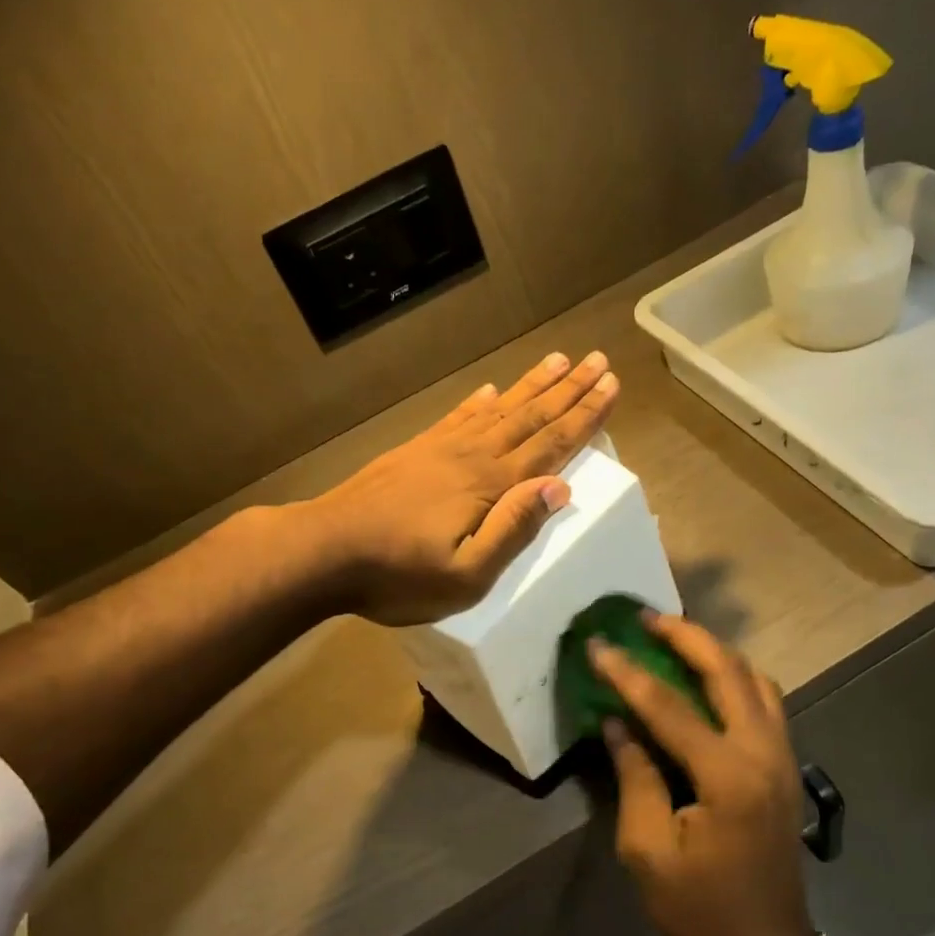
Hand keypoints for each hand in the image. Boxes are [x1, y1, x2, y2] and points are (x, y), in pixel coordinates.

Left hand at [309, 350, 618, 626]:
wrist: (324, 550)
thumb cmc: (397, 575)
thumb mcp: (465, 575)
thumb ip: (513, 530)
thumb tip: (559, 487)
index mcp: (491, 486)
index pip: (550, 445)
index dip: (584, 416)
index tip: (611, 385)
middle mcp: (472, 457)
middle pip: (530, 417)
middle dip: (568, 390)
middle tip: (598, 359)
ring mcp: (440, 449)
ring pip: (498, 409)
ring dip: (531, 386)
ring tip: (558, 360)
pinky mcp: (414, 452)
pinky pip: (456, 418)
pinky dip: (477, 402)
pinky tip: (489, 390)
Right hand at [592, 614, 815, 935]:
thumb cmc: (700, 911)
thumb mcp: (648, 849)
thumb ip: (635, 776)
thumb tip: (618, 723)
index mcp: (727, 776)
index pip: (668, 706)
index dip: (627, 672)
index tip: (597, 644)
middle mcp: (764, 753)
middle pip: (729, 670)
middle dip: (686, 636)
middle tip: (647, 618)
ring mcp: (783, 758)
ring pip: (755, 679)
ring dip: (715, 652)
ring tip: (675, 640)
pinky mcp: (786, 767)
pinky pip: (765, 701)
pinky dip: (735, 678)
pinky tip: (705, 681)